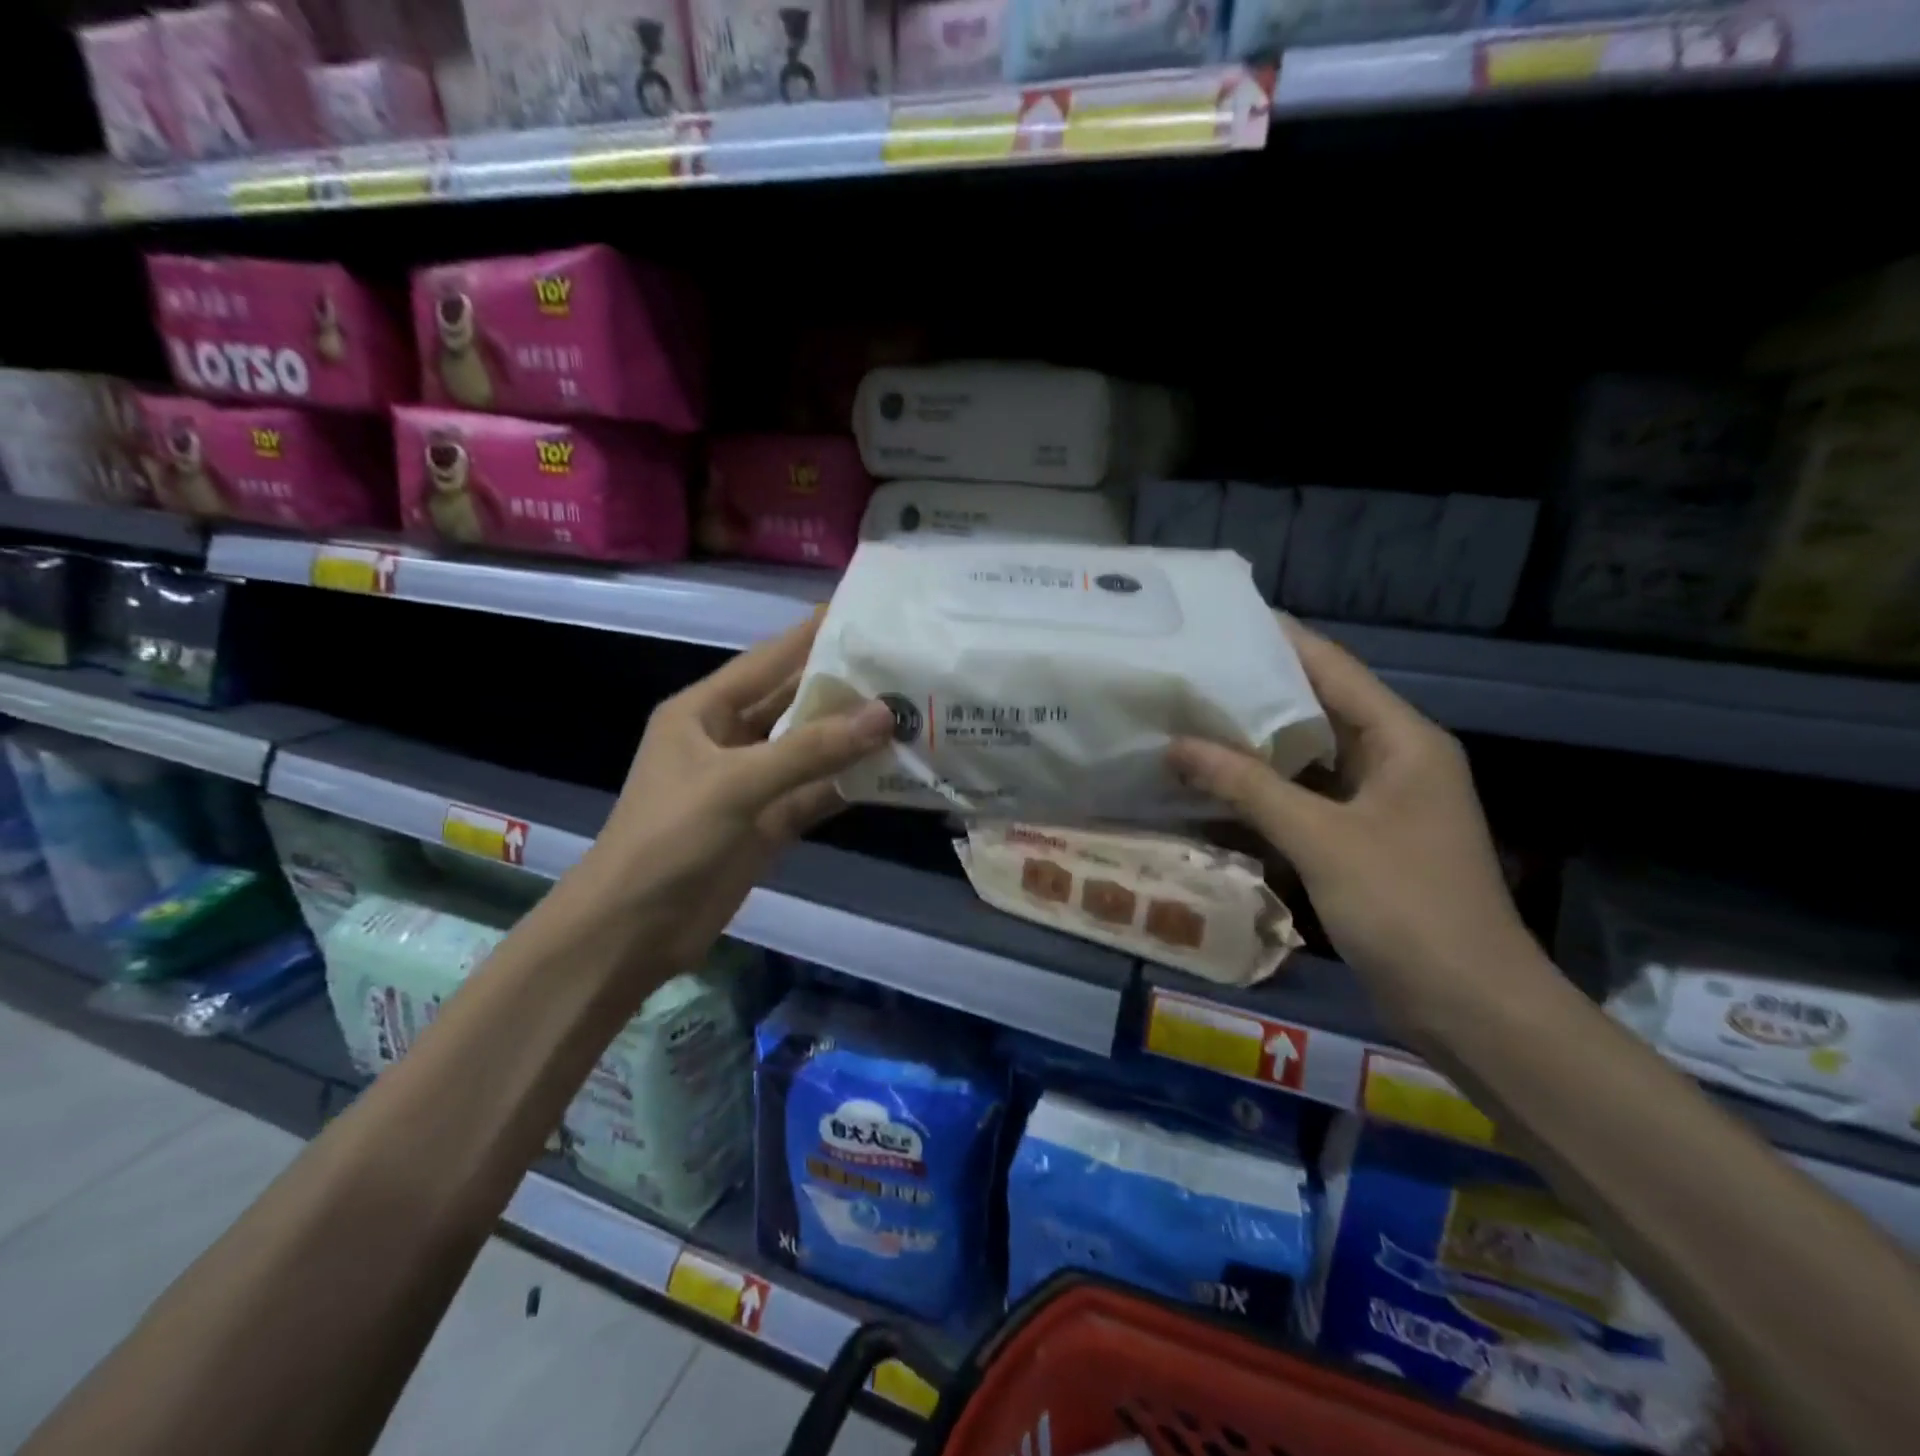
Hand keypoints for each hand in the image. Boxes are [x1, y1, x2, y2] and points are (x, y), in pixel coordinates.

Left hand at [588, 612, 893, 972]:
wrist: (633, 931)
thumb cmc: (668, 840)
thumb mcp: (736, 785)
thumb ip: (811, 750)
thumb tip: (885, 714)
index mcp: (704, 711)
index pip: (768, 660)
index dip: (812, 634)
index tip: (863, 610)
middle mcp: (729, 738)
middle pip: (794, 702)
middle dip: (843, 686)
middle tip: (902, 663)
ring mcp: (752, 783)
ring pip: (811, 748)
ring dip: (853, 736)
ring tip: (910, 710)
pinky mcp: (769, 822)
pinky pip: (816, 791)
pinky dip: (849, 782)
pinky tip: (893, 769)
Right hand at [1168, 619, 1538, 1002]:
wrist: (1471, 1006)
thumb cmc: (1406, 908)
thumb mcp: (1320, 839)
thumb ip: (1247, 786)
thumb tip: (1176, 746)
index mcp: (1402, 739)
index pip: (1332, 667)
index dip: (1279, 638)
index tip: (1220, 619)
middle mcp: (1394, 758)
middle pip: (1317, 707)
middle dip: (1254, 691)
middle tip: (1188, 672)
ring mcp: (1378, 802)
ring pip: (1307, 755)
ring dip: (1254, 742)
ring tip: (1189, 718)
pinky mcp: (1362, 839)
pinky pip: (1305, 796)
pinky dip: (1264, 787)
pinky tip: (1215, 781)